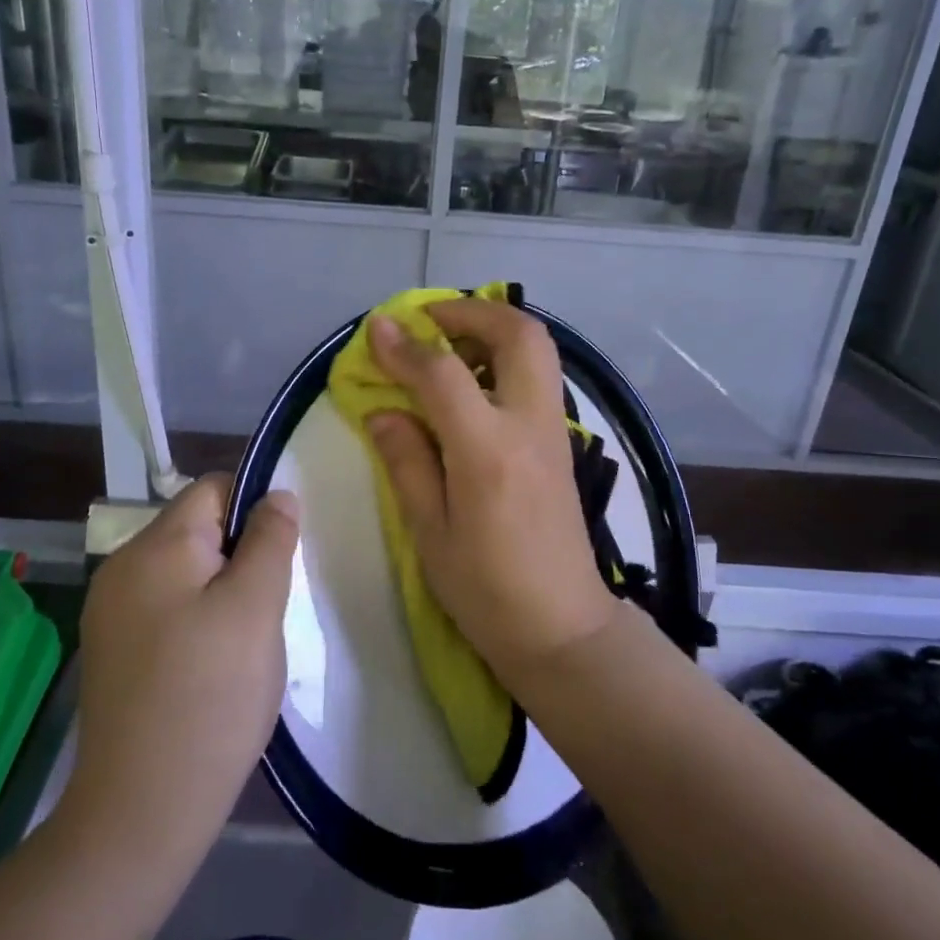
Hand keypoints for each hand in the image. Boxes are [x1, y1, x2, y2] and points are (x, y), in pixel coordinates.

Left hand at [64, 475, 298, 860]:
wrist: (140, 814)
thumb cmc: (208, 697)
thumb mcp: (254, 609)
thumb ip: (269, 540)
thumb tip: (277, 494)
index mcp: (154, 547)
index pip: (213, 489)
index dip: (255, 509)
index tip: (282, 556)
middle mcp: (123, 568)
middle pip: (198, 530)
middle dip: (241, 554)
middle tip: (268, 607)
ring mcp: (112, 613)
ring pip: (187, 572)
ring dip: (224, 590)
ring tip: (246, 640)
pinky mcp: (115, 651)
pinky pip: (168, 608)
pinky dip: (199, 619)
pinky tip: (215, 664)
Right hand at [365, 299, 618, 686]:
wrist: (562, 628)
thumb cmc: (486, 590)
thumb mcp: (430, 533)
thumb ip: (406, 461)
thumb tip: (382, 409)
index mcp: (488, 452)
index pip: (444, 373)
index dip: (406, 345)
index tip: (377, 328)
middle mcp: (529, 426)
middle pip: (517, 334)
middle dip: (471, 310)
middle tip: (429, 320)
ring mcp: (553, 431)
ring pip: (537, 348)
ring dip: (493, 328)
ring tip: (448, 344)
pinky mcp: (561, 442)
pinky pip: (539, 375)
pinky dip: (506, 356)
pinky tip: (473, 382)